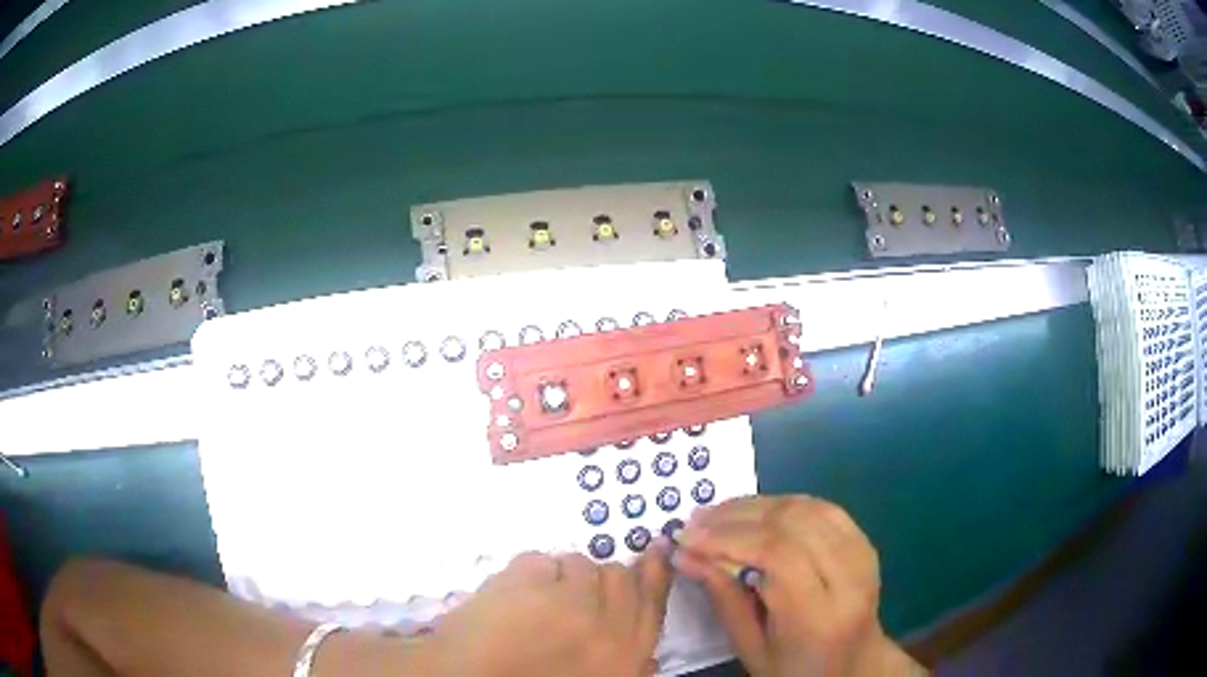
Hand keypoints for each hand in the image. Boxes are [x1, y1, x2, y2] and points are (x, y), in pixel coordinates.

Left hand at [422, 545, 672, 676]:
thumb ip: (627, 668)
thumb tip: (649, 656)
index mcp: (624, 657)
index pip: (652, 602)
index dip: (654, 572)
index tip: (657, 548)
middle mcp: (606, 627)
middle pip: (618, 576)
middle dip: (596, 580)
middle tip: (568, 595)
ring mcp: (567, 603)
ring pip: (578, 563)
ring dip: (558, 577)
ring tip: (531, 602)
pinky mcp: (527, 584)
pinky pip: (538, 559)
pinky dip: (525, 573)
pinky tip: (508, 597)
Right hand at [676, 496, 921, 676]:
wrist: (854, 664)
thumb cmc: (795, 668)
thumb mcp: (751, 648)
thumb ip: (723, 599)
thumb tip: (684, 555)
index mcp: (820, 616)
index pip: (779, 557)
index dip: (729, 539)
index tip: (687, 538)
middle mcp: (850, 578)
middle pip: (793, 525)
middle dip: (737, 518)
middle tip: (696, 522)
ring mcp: (864, 555)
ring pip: (808, 509)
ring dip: (758, 505)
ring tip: (718, 514)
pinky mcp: (865, 543)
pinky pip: (823, 509)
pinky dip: (784, 505)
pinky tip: (756, 513)